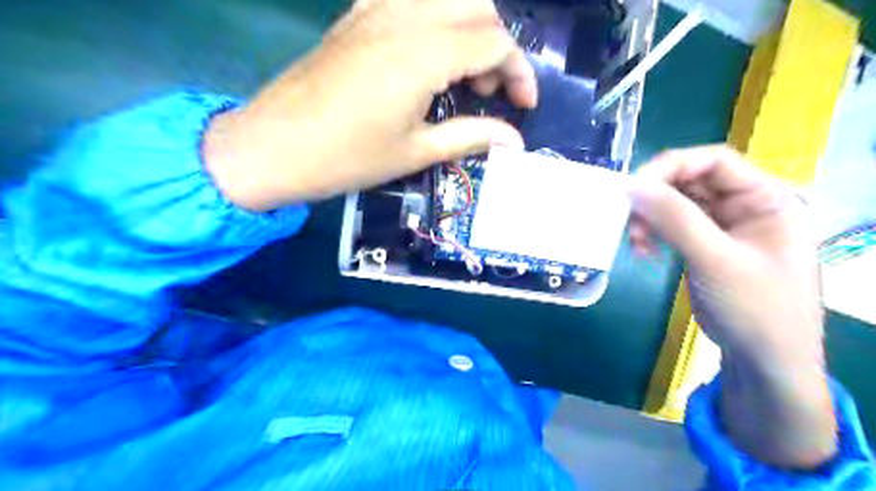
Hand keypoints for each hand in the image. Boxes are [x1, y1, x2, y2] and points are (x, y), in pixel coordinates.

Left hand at [207, 0, 534, 208]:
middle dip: (498, 49)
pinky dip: (435, 19)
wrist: (274, 147)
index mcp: (423, 54)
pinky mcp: (356, 17)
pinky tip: (428, 54)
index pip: (496, 42)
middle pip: (478, 8)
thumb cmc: (347, 157)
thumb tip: (513, 141)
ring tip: (463, 74)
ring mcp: (375, 10)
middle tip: (490, 92)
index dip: (520, 73)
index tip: (524, 106)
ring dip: (470, 29)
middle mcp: (404, 17)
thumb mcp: (416, 152)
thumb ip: (471, 137)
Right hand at [631, 145, 832, 468]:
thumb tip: (632, 186)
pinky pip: (671, 226)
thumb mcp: (716, 260)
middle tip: (629, 221)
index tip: (634, 188)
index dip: (671, 167)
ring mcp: (722, 226)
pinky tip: (644, 251)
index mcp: (765, 198)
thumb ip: (676, 219)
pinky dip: (653, 234)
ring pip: (675, 204)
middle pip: (690, 181)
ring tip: (636, 242)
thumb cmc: (756, 308)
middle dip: (655, 199)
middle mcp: (744, 205)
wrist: (764, 360)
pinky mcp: (703, 244)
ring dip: (650, 218)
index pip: (714, 161)